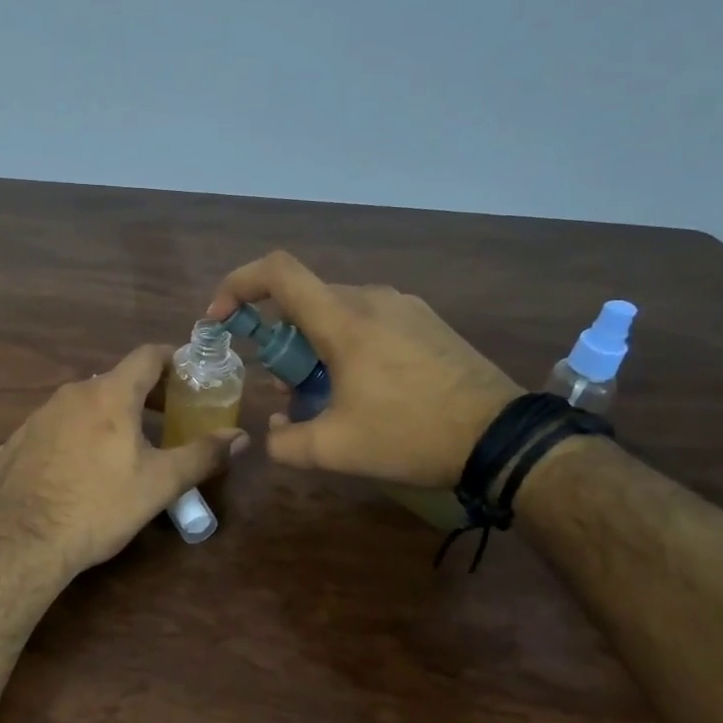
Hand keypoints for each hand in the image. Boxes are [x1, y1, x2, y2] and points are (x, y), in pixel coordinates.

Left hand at [0, 345, 246, 579]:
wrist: (21, 543)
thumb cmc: (98, 507)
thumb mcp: (159, 484)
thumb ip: (202, 455)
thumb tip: (240, 437)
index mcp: (109, 395)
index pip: (147, 356)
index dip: (174, 359)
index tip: (191, 375)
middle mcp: (70, 395)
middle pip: (115, 381)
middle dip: (145, 394)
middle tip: (167, 417)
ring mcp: (36, 417)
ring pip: (82, 405)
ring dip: (108, 416)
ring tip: (125, 447)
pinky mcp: (13, 443)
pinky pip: (54, 430)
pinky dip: (75, 438)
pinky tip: (78, 471)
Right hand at [207, 250, 520, 485]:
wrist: (501, 437)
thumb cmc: (411, 435)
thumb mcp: (336, 450)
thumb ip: (285, 443)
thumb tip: (273, 432)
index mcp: (344, 319)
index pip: (278, 272)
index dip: (238, 284)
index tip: (221, 318)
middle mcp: (371, 298)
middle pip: (305, 299)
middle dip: (279, 338)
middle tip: (284, 385)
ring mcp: (404, 306)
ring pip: (337, 310)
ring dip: (314, 344)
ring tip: (324, 394)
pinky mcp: (426, 321)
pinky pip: (369, 319)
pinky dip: (347, 343)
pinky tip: (364, 388)